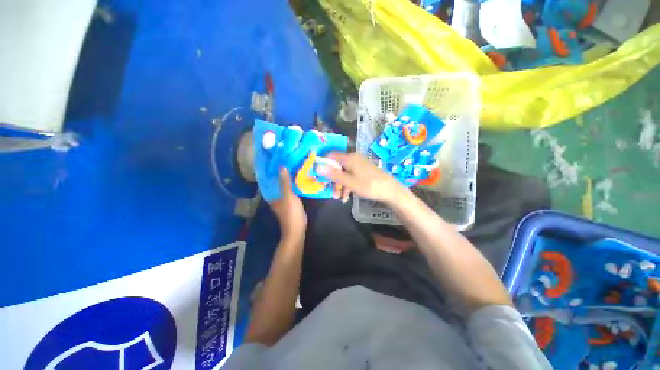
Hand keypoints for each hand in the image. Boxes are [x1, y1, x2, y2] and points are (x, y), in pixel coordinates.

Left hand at [269, 167, 306, 240]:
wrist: (297, 230)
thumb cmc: (291, 213)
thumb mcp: (289, 196)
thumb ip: (285, 182)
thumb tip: (281, 166)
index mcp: (271, 195)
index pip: (268, 180)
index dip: (270, 170)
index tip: (274, 159)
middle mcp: (274, 197)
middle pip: (275, 182)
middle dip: (279, 173)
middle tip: (285, 160)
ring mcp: (282, 201)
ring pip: (282, 186)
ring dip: (285, 178)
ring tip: (292, 167)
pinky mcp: (289, 203)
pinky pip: (289, 190)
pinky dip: (291, 185)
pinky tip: (297, 180)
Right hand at [319, 153, 404, 203]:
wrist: (391, 191)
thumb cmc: (369, 185)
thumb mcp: (349, 182)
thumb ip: (333, 174)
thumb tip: (316, 166)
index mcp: (349, 158)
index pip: (330, 156)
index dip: (323, 165)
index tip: (318, 177)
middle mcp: (353, 159)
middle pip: (337, 167)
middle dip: (332, 180)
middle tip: (330, 192)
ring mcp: (359, 166)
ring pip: (344, 174)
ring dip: (340, 186)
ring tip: (339, 199)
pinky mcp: (363, 172)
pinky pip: (351, 177)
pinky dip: (347, 186)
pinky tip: (346, 197)